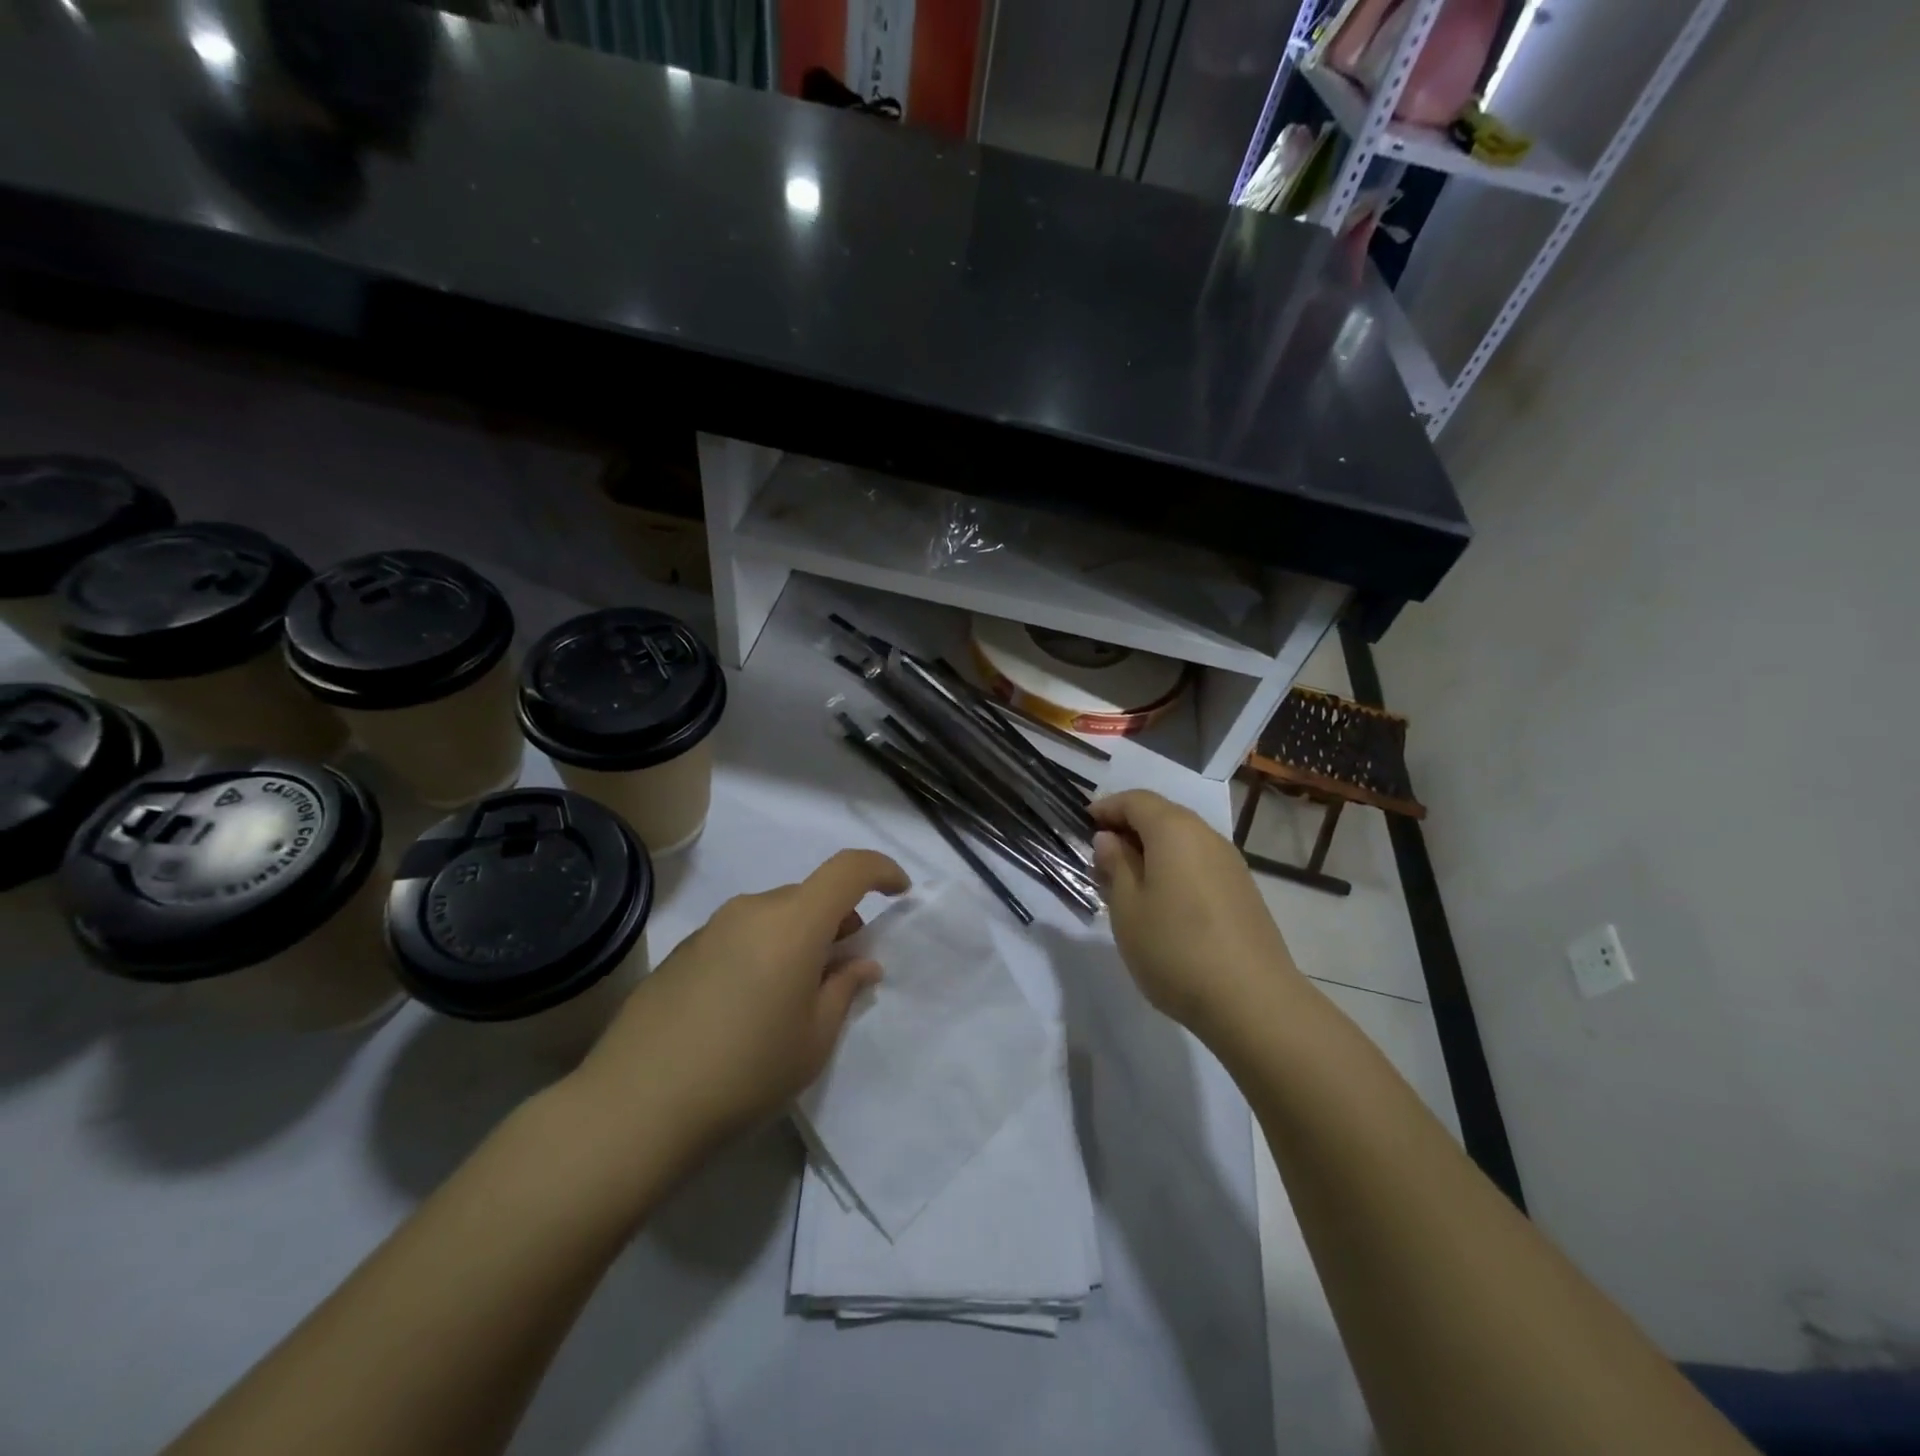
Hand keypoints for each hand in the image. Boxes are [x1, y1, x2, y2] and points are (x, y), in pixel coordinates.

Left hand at [568, 849, 909, 1164]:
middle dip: (837, 918)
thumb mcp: (813, 1040)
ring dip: (798, 936)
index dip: (881, 870)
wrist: (635, 1107)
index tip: (899, 892)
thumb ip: (844, 990)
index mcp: (793, 923)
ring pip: (774, 915)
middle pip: (809, 895)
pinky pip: (741, 933)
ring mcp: (712, 927)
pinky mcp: (683, 950)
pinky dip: (763, 949)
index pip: (848, 869)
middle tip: (844, 965)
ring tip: (797, 991)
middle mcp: (752, 909)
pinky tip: (750, 1004)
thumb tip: (860, 963)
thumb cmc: (745, 1073)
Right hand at [1091, 790, 1301, 1035]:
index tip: (1083, 824)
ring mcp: (1230, 863)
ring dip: (1152, 849)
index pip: (1135, 800)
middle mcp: (1206, 836)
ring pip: (1183, 840)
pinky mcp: (1243, 890)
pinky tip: (1163, 900)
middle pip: (1162, 815)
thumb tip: (1109, 839)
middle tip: (1101, 855)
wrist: (1252, 1001)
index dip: (1107, 808)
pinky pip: (1199, 862)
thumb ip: (1115, 866)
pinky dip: (1175, 867)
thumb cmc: (1175, 948)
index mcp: (1174, 830)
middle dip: (1129, 827)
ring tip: (1127, 880)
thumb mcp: (1127, 908)